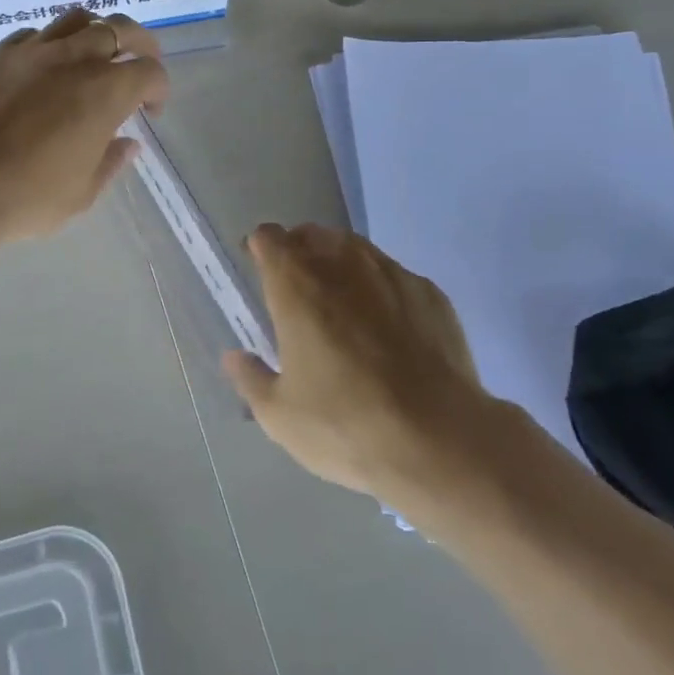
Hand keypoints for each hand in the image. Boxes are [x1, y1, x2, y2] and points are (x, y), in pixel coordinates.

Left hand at [0, 8, 168, 245]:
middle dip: (140, 45)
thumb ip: (111, 161)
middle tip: (137, 66)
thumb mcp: (82, 193)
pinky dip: (52, 44)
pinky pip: (35, 34)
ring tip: (92, 59)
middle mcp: (74, 58)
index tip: (150, 111)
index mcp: (105, 91)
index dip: (159, 89)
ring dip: (95, 34)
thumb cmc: (26, 197)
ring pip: (77, 19)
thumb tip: (127, 143)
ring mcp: (32, 50)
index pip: (149, 71)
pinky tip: (44, 69)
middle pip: (120, 29)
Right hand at [222, 223, 489, 498]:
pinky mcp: (430, 293)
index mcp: (297, 286)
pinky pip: (394, 275)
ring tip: (342, 299)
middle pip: (313, 234)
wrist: (439, 440)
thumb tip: (235, 358)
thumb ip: (251, 379)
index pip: (270, 238)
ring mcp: (391, 274)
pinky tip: (388, 323)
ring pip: (356, 248)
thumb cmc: (345, 425)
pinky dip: (381, 286)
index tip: (257, 266)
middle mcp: (343, 265)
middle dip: (299, 250)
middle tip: (297, 286)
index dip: (260, 247)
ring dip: (340, 261)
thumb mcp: (280, 416)